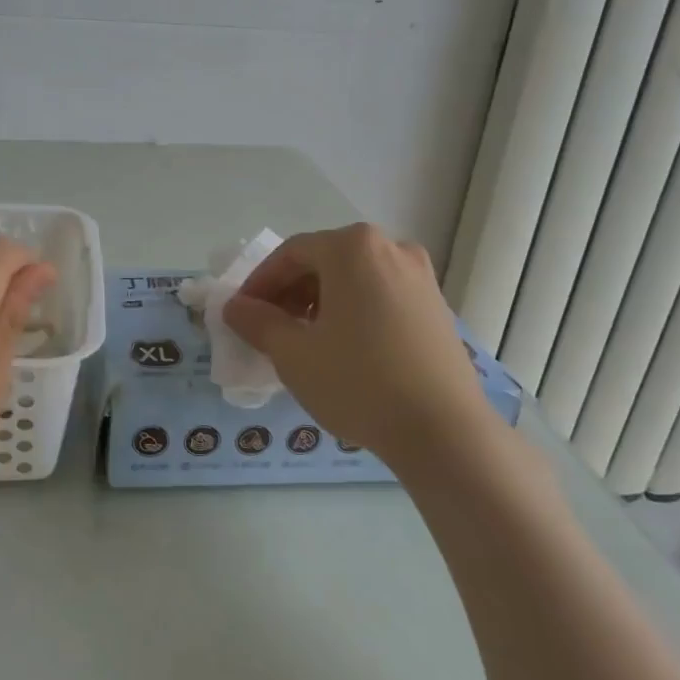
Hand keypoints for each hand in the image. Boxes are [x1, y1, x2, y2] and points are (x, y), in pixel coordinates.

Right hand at [222, 223, 489, 466]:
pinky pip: (380, 295)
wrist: (444, 431)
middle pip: (324, 261)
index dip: (259, 283)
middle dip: (290, 292)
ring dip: (320, 302)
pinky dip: (353, 311)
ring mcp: (420, 276)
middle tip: (269, 329)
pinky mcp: (436, 306)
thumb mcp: (294, 354)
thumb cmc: (359, 382)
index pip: (291, 254)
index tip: (241, 314)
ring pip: (354, 279)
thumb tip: (235, 307)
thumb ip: (257, 322)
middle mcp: (391, 248)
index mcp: (353, 247)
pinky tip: (344, 349)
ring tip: (304, 341)